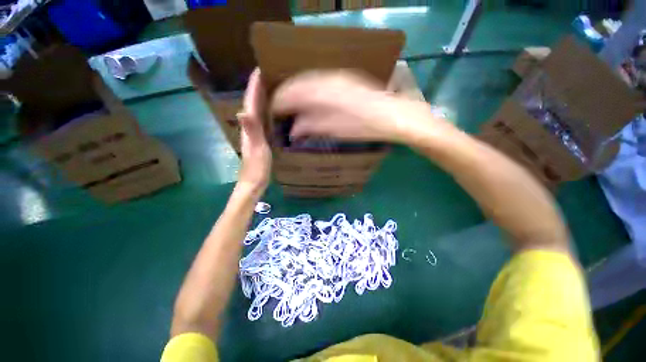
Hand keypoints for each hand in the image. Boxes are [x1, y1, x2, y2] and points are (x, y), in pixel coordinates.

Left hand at [236, 68, 270, 192]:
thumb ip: (251, 131)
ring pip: (257, 112)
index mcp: (249, 127)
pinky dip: (266, 113)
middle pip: (252, 104)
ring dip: (261, 99)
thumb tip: (243, 111)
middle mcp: (250, 128)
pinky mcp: (260, 140)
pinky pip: (263, 121)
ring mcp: (254, 134)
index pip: (251, 102)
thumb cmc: (256, 167)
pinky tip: (272, 113)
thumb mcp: (256, 149)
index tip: (259, 70)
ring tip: (270, 89)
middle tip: (266, 76)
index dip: (254, 86)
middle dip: (257, 89)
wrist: (254, 182)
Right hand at [270, 70, 446, 144]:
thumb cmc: (368, 127)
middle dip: (287, 94)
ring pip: (311, 80)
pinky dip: (312, 90)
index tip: (273, 110)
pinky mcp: (348, 81)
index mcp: (327, 93)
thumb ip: (315, 127)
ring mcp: (340, 78)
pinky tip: (310, 99)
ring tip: (291, 103)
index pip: (295, 92)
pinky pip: (323, 81)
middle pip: (301, 83)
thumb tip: (294, 130)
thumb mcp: (339, 130)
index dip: (281, 101)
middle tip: (279, 107)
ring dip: (299, 91)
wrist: (397, 116)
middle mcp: (331, 80)